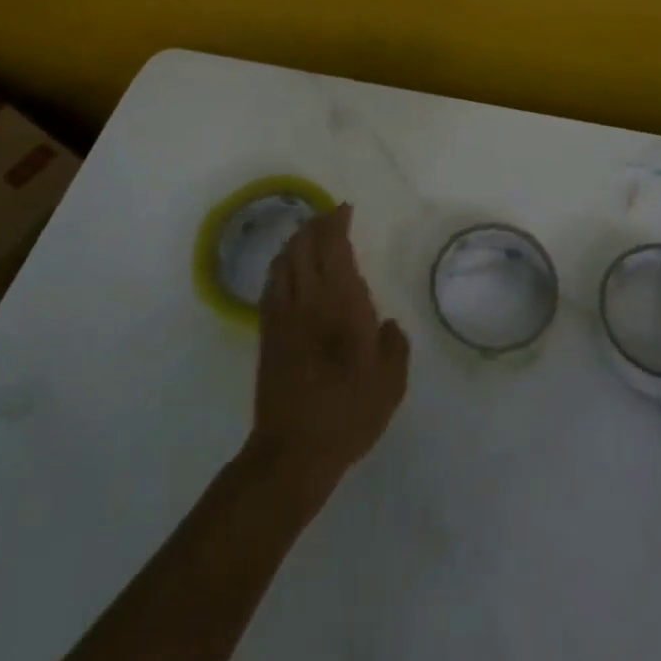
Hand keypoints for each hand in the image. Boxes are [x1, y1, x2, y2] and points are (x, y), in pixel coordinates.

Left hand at [249, 204, 409, 488]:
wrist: (294, 450)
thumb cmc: (349, 412)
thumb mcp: (390, 382)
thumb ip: (393, 344)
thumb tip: (386, 325)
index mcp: (341, 301)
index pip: (333, 245)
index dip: (336, 221)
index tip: (345, 210)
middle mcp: (308, 297)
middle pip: (304, 244)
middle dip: (316, 224)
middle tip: (330, 218)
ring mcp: (283, 313)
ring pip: (284, 259)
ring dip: (296, 240)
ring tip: (309, 237)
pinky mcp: (267, 332)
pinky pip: (272, 283)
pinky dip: (281, 265)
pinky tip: (288, 270)